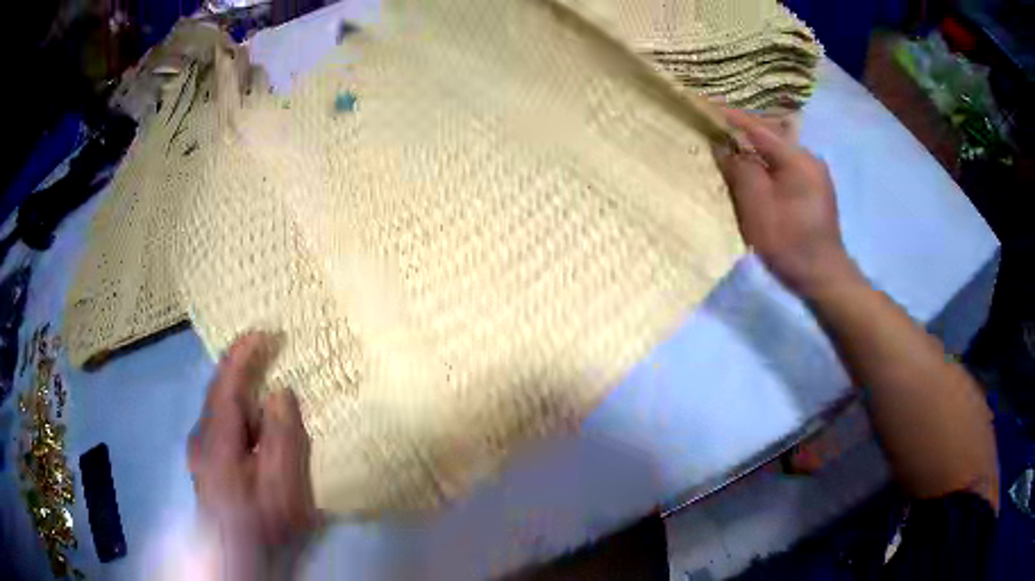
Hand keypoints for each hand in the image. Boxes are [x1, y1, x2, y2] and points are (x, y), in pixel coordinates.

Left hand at [189, 333, 317, 575]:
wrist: (238, 562)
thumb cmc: (264, 527)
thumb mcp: (282, 486)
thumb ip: (281, 436)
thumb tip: (279, 392)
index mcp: (216, 440)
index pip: (226, 382)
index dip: (244, 353)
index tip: (267, 332)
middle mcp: (201, 438)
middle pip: (220, 393)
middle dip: (243, 370)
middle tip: (272, 353)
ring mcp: (200, 453)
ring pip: (221, 411)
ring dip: (243, 394)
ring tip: (268, 389)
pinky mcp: (206, 465)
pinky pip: (223, 427)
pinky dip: (240, 415)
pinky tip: (256, 429)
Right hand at [715, 109, 858, 297]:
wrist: (824, 277)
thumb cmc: (790, 243)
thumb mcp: (758, 207)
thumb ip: (740, 171)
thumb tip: (724, 147)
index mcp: (798, 158)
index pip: (758, 128)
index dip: (730, 117)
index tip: (705, 106)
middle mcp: (808, 159)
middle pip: (769, 137)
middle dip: (741, 133)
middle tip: (714, 130)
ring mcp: (814, 175)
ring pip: (776, 154)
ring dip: (753, 151)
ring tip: (728, 150)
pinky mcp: (813, 191)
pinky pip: (783, 168)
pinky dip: (765, 167)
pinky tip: (752, 174)